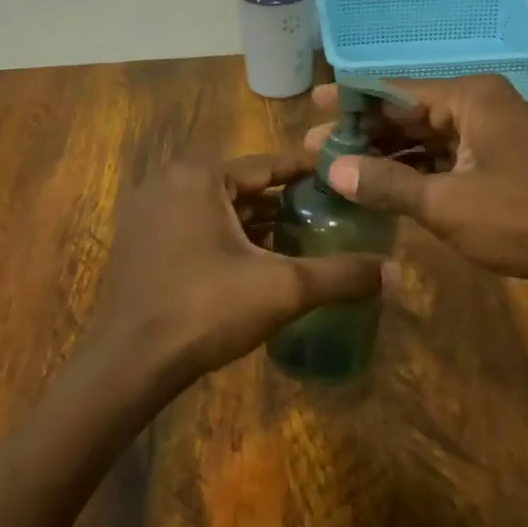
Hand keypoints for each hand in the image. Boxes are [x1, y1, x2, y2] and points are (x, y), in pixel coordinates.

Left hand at [84, 153, 388, 391]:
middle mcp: (168, 182)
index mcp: (199, 176)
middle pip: (242, 185)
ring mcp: (147, 213)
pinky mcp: (139, 243)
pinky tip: (256, 261)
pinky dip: (226, 237)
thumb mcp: (283, 289)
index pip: (268, 164)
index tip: (344, 175)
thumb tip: (397, 273)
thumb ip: (341, 275)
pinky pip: (194, 227)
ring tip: (300, 237)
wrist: (130, 362)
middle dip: (284, 200)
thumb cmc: (205, 310)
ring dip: (255, 222)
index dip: (309, 172)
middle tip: (328, 213)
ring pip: (217, 208)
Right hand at [304, 75, 527, 279]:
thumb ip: (388, 184)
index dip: (351, 100)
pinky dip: (410, 171)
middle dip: (363, 131)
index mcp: (469, 97)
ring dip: (384, 154)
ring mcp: (486, 135)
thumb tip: (333, 170)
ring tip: (337, 168)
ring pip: (422, 138)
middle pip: (407, 113)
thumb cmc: (522, 219)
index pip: (396, 90)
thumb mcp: (447, 203)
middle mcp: (477, 106)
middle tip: (314, 148)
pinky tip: (378, 185)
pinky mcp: (491, 164)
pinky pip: (439, 158)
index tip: (312, 104)